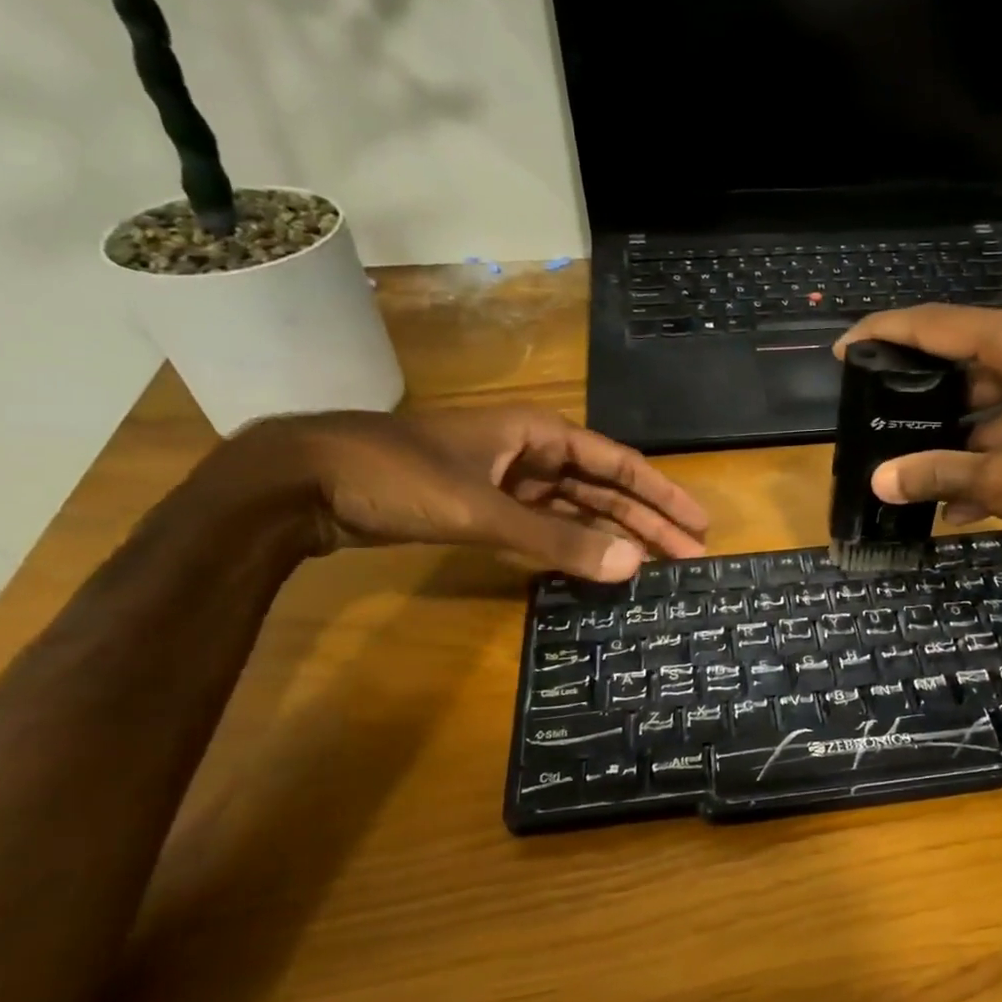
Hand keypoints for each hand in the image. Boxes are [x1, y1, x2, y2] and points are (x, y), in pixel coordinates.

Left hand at [240, 405, 708, 580]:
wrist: (302, 483)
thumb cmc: (397, 478)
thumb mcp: (483, 510)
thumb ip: (558, 542)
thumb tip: (633, 565)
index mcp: (538, 434)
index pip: (619, 463)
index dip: (662, 494)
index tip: (700, 524)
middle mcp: (530, 453)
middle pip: (604, 489)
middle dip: (646, 521)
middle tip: (689, 557)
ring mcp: (506, 482)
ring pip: (575, 510)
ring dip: (611, 536)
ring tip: (652, 566)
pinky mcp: (483, 509)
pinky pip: (543, 528)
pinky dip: (569, 547)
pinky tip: (593, 566)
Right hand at [835, 305, 1001, 572]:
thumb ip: (942, 475)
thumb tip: (880, 481)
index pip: (935, 325)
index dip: (884, 334)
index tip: (844, 350)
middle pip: (965, 359)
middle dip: (922, 397)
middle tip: (876, 420)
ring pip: (994, 398)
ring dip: (959, 440)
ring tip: (914, 478)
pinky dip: (996, 452)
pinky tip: (965, 503)